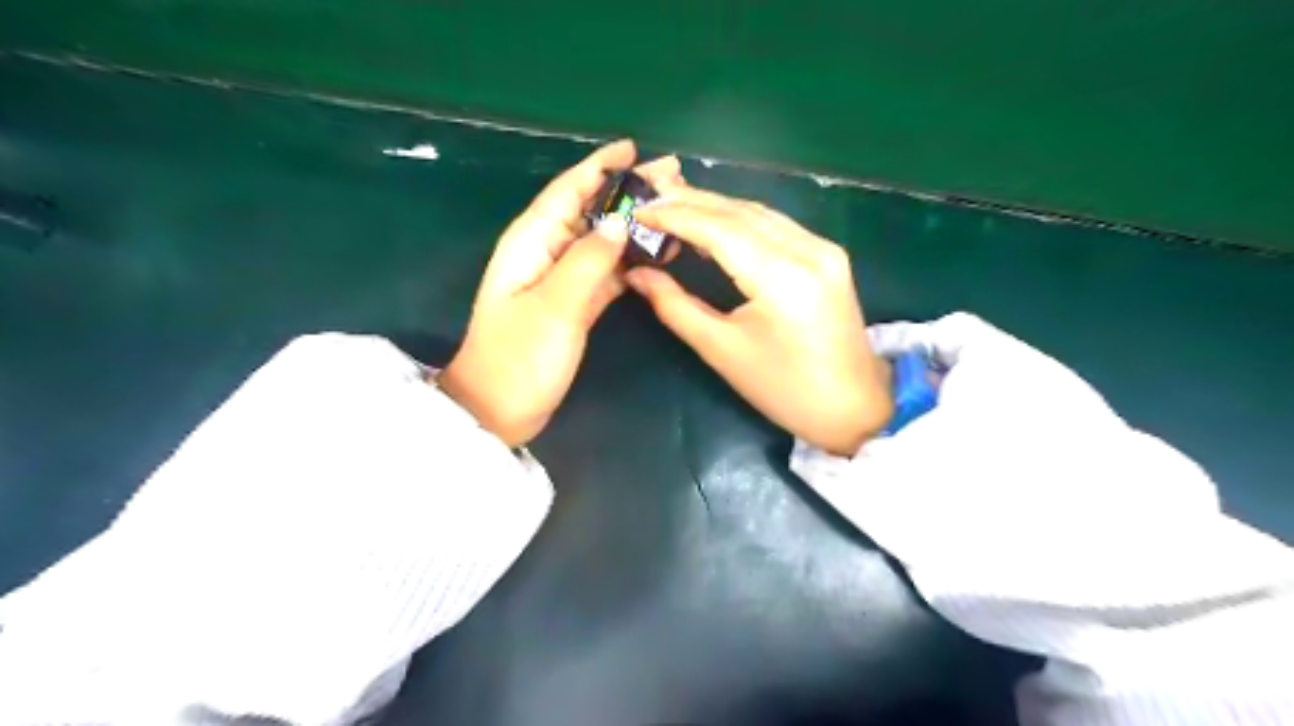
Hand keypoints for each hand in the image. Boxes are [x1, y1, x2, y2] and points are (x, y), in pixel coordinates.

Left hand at [442, 138, 685, 446]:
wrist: (499, 410)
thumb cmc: (520, 358)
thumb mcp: (555, 306)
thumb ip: (588, 260)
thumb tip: (620, 222)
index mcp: (532, 242)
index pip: (568, 190)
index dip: (599, 166)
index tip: (634, 148)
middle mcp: (545, 251)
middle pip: (589, 210)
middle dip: (626, 191)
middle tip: (672, 178)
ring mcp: (560, 278)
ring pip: (601, 239)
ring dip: (633, 224)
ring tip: (672, 211)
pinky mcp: (572, 303)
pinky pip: (605, 270)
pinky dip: (629, 260)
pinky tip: (656, 255)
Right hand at [628, 187, 891, 452]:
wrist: (853, 406)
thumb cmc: (783, 389)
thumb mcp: (722, 350)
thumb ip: (675, 306)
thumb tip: (636, 274)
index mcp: (781, 277)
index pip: (718, 229)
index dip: (674, 216)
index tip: (637, 211)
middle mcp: (807, 249)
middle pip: (740, 211)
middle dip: (691, 202)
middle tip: (649, 199)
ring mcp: (823, 248)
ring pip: (759, 213)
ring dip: (715, 207)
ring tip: (672, 205)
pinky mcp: (829, 254)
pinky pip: (776, 225)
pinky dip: (740, 220)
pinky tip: (714, 224)